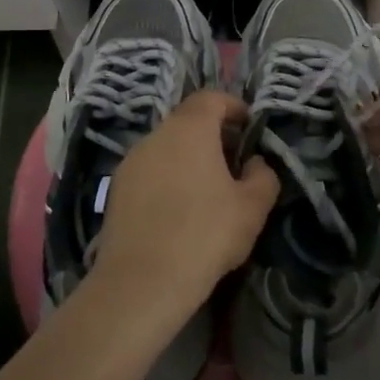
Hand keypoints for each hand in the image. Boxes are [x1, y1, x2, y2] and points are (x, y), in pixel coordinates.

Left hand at [91, 90, 279, 324]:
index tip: (249, 127)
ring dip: (188, 159)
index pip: (210, 98)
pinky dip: (167, 179)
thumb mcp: (252, 207)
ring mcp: (130, 162)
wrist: (141, 282)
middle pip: (187, 122)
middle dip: (212, 135)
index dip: (233, 106)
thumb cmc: (205, 234)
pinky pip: (149, 172)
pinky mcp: (116, 189)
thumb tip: (254, 163)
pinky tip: (178, 211)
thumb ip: (263, 176)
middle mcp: (155, 136)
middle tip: (233, 163)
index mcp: (189, 129)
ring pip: (166, 148)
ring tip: (207, 190)